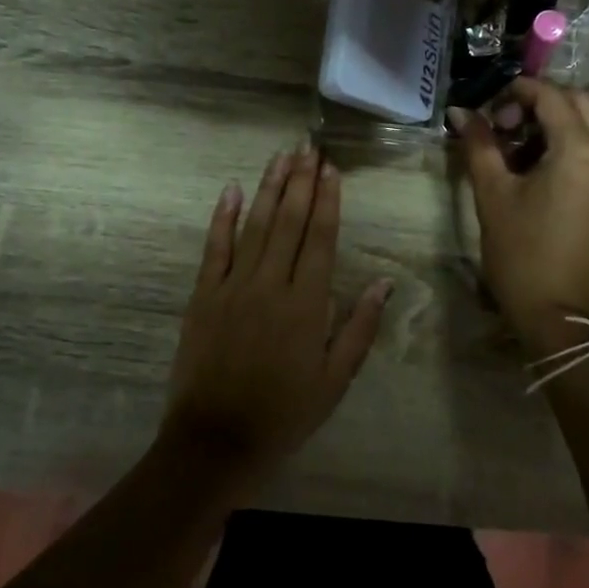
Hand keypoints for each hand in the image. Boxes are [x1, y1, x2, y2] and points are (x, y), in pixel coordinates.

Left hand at [163, 144, 392, 485]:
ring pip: (253, 226)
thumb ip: (359, 327)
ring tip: (280, 156)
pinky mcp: (203, 296)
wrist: (217, 440)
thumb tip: (384, 282)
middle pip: (288, 222)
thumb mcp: (335, 379)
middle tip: (308, 147)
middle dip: (300, 182)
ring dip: (268, 188)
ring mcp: (233, 287)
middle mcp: (271, 285)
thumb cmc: (285, 412)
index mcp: (307, 304)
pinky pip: (214, 249)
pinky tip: (230, 190)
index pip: (320, 239)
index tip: (331, 169)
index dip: (327, 201)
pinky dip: (222, 218)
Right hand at [449, 78, 588, 351]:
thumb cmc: (522, 255)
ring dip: (559, 124)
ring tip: (521, 149)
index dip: (517, 92)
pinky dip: (574, 146)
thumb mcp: (493, 196)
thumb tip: (460, 113)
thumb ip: (479, 146)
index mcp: (580, 150)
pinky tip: (544, 172)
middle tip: (506, 126)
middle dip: (542, 103)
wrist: (561, 316)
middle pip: (579, 103)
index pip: (551, 96)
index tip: (489, 110)